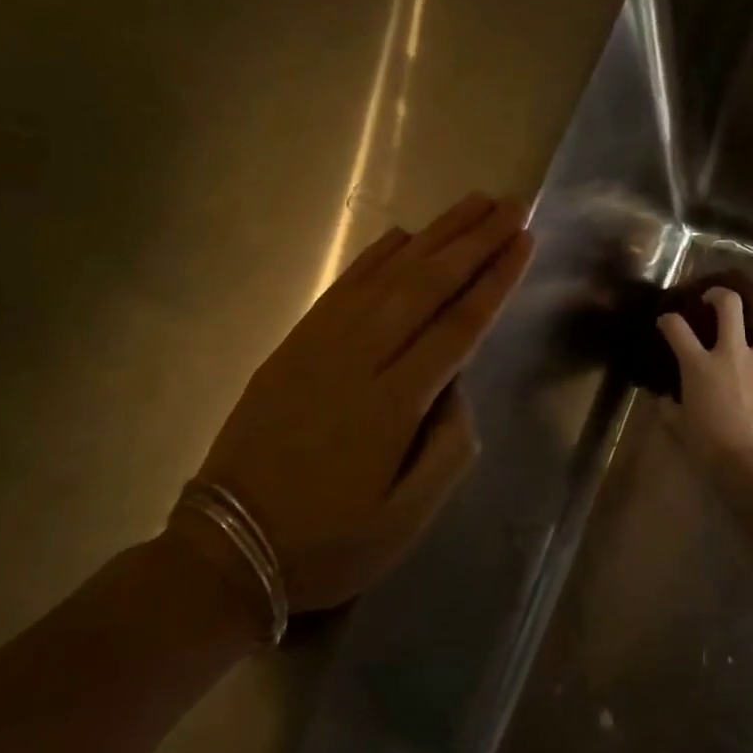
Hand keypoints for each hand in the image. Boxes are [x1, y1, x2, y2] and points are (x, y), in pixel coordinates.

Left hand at [195, 193, 533, 611]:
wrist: (227, 548)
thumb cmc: (330, 543)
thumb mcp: (408, 519)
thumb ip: (449, 448)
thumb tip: (456, 386)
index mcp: (393, 403)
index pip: (458, 324)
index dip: (495, 278)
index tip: (524, 240)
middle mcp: (359, 359)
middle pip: (426, 285)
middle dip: (474, 241)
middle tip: (511, 206)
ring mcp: (320, 346)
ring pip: (387, 275)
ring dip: (434, 235)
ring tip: (472, 204)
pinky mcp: (294, 346)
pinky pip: (344, 287)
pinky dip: (376, 256)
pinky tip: (402, 235)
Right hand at [657, 288, 752, 458]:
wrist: (749, 464)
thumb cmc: (708, 446)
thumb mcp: (679, 426)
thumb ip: (669, 408)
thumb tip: (663, 398)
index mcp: (700, 365)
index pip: (676, 328)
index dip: (668, 320)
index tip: (667, 321)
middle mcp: (733, 354)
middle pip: (730, 306)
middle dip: (722, 295)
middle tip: (718, 300)